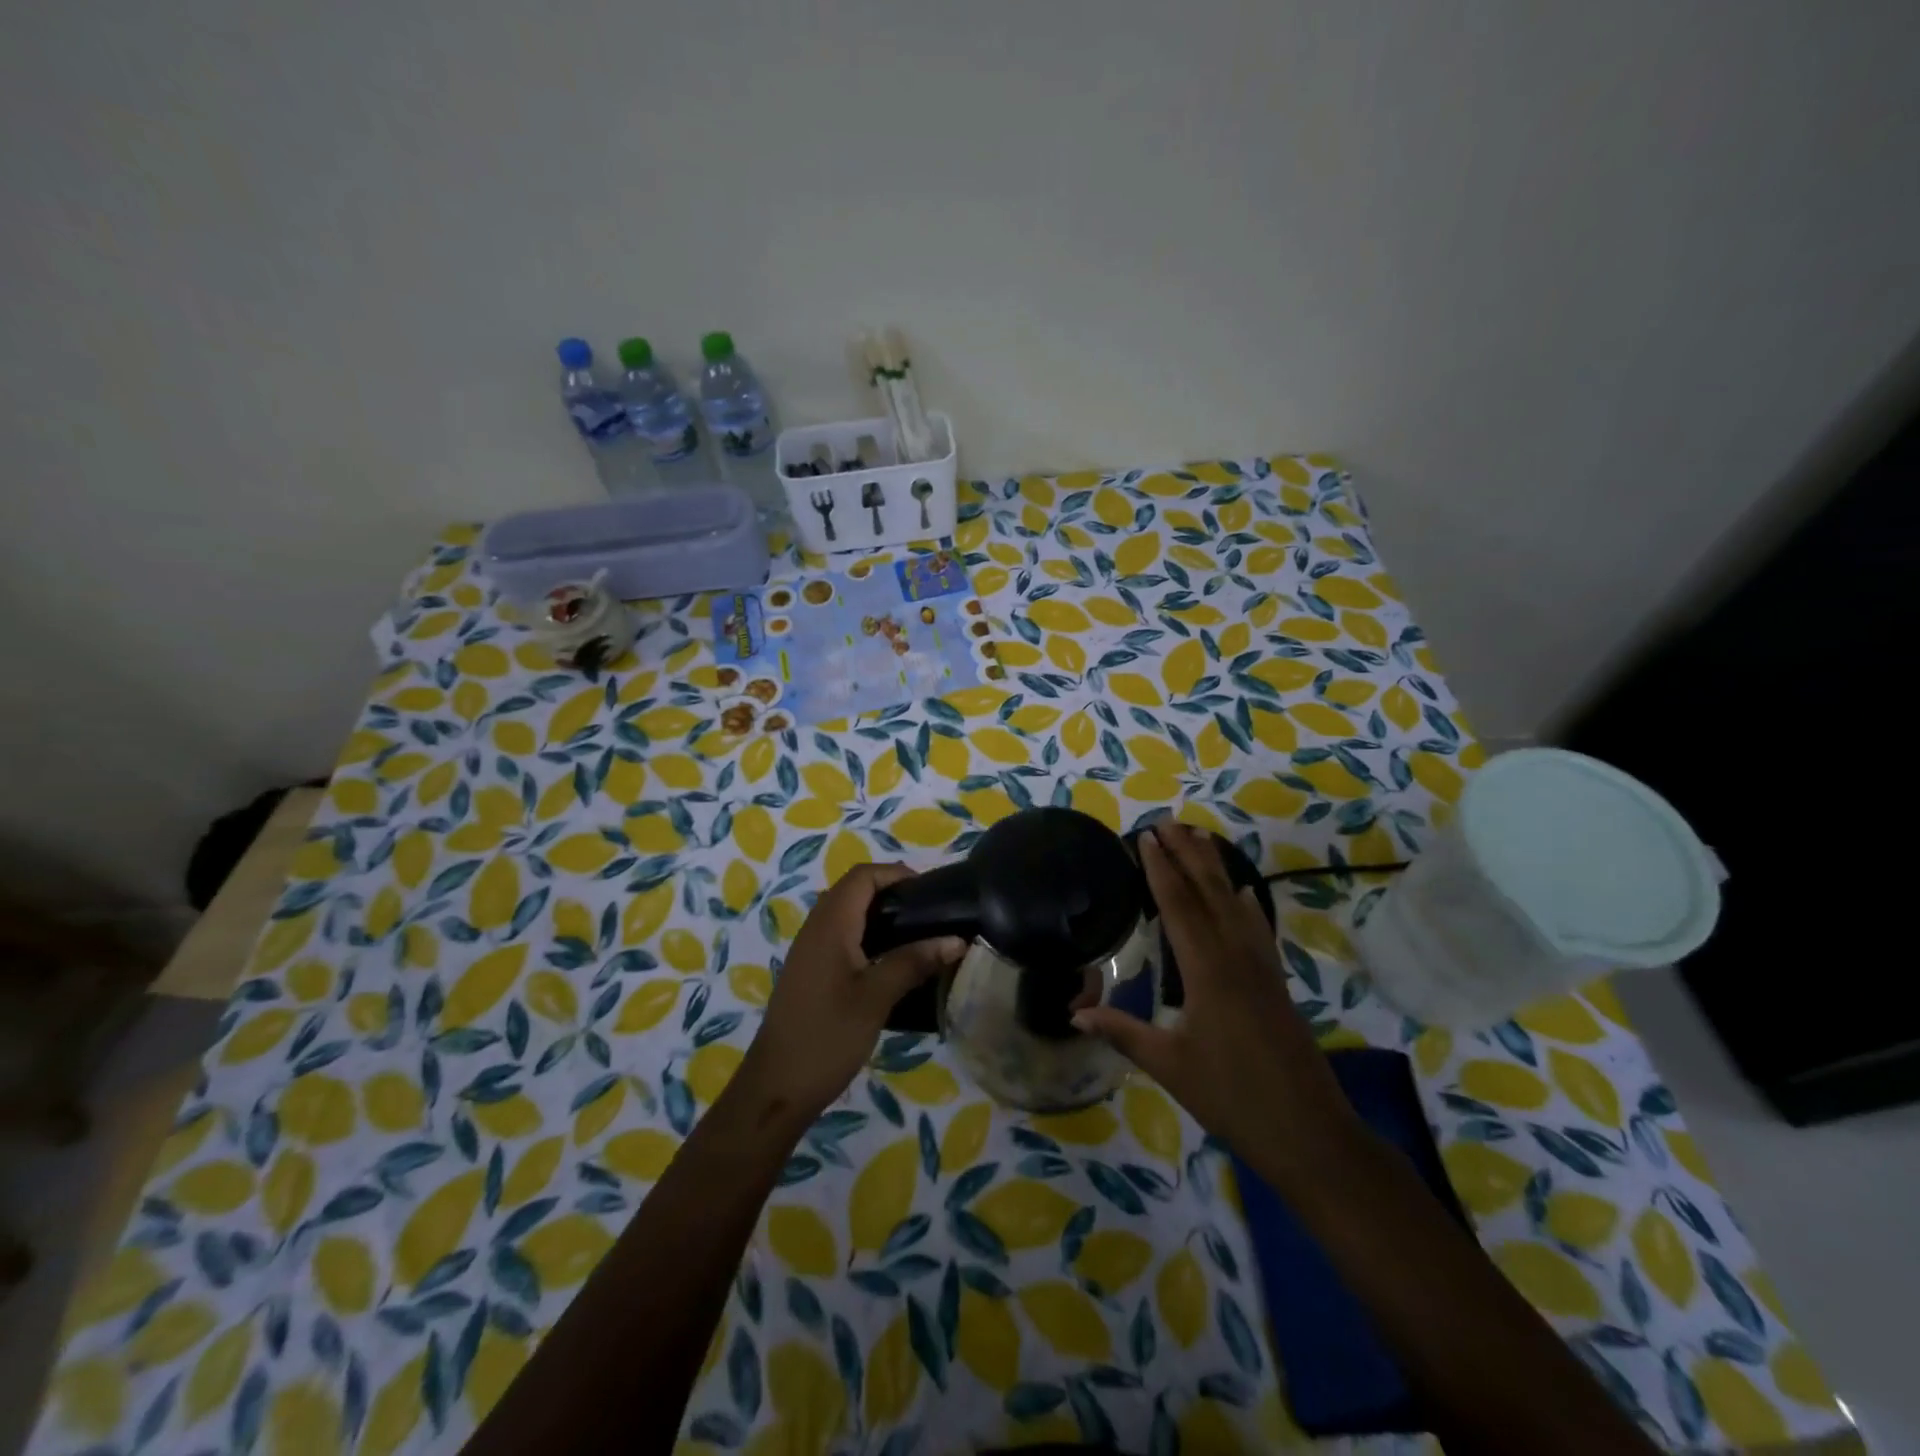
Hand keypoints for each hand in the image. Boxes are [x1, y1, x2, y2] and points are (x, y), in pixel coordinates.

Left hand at [736, 863, 963, 1122]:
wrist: (776, 1087)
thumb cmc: (827, 1036)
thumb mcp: (876, 997)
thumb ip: (914, 962)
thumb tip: (956, 940)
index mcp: (830, 924)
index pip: (863, 876)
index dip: (896, 874)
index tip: (931, 891)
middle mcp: (816, 927)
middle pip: (854, 889)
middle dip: (892, 891)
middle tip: (929, 913)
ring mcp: (810, 950)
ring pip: (847, 913)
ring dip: (880, 914)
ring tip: (918, 934)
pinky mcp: (810, 971)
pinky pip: (841, 935)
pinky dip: (868, 935)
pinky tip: (891, 962)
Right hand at [1073, 821, 1362, 1184]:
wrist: (1310, 1133)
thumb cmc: (1233, 1099)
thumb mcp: (1170, 1067)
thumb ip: (1123, 1033)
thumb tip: (1076, 1014)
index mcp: (1207, 972)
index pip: (1179, 907)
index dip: (1160, 869)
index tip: (1146, 837)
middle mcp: (1237, 958)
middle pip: (1209, 893)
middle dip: (1187, 855)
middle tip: (1167, 823)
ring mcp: (1262, 968)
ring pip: (1235, 904)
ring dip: (1215, 869)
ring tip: (1199, 839)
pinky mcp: (1276, 983)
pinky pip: (1257, 928)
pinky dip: (1245, 903)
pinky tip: (1241, 892)